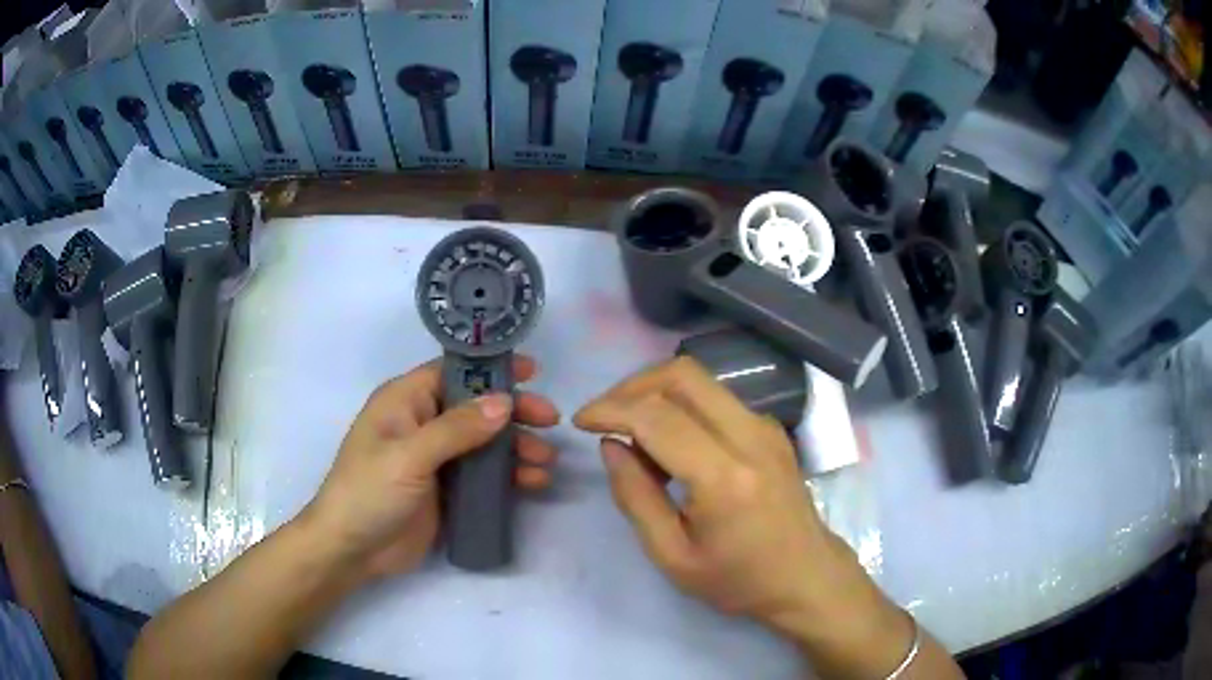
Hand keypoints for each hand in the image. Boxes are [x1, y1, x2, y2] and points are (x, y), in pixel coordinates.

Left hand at [303, 355, 558, 580]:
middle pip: (476, 407)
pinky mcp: (447, 490)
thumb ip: (456, 429)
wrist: (352, 550)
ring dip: (516, 448)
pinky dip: (509, 476)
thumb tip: (504, 403)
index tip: (532, 371)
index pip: (453, 372)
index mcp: (405, 402)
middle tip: (550, 422)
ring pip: (485, 442)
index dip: (491, 369)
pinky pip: (484, 475)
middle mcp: (423, 424)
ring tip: (545, 462)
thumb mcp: (408, 456)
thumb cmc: (368, 492)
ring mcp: (436, 459)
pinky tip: (533, 484)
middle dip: (514, 413)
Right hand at [574, 358, 892, 638]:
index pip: (657, 416)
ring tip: (634, 435)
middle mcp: (750, 436)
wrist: (806, 577)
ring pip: (700, 379)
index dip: (610, 409)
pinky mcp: (771, 428)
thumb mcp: (672, 556)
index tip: (581, 422)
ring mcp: (766, 427)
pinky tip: (671, 443)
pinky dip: (682, 405)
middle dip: (632, 386)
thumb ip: (635, 497)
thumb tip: (611, 445)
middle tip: (605, 417)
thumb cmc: (738, 579)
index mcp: (724, 478)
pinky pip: (717, 397)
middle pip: (682, 375)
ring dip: (656, 392)